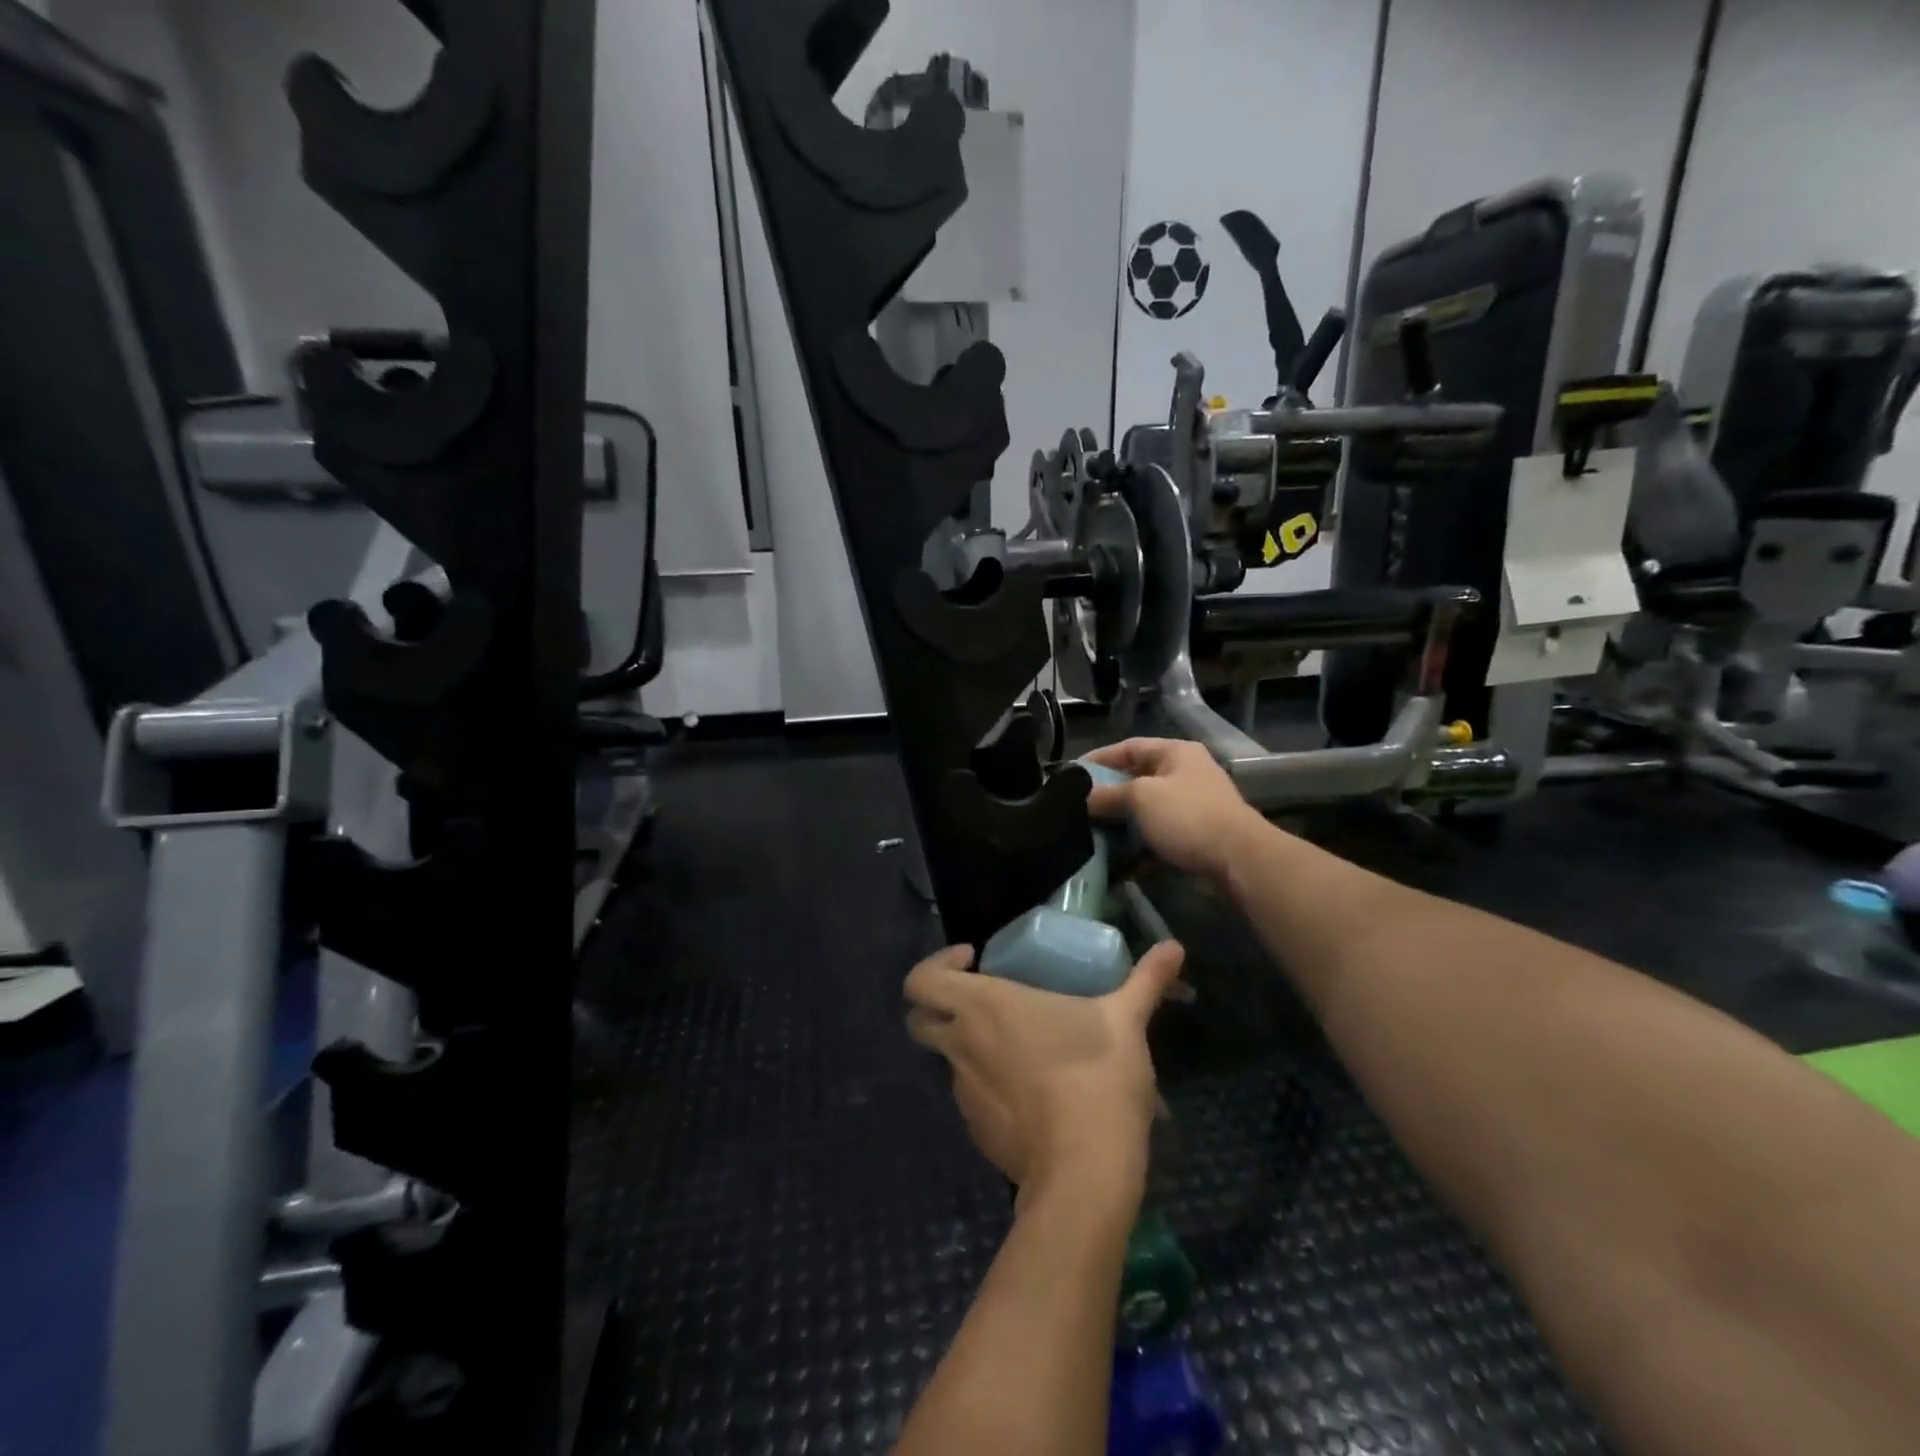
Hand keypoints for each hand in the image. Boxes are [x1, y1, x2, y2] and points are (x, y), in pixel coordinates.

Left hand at [904, 942, 1186, 1199]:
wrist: (1085, 1173)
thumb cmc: (1097, 1078)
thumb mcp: (1126, 1021)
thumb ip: (1146, 980)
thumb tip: (1175, 946)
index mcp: (982, 1006)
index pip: (920, 980)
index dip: (936, 964)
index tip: (974, 960)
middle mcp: (961, 1044)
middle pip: (920, 1018)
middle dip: (940, 1004)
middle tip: (984, 999)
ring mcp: (963, 1091)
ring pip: (945, 1057)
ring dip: (968, 1044)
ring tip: (1019, 1045)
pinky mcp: (975, 1129)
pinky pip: (970, 1093)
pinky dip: (987, 1083)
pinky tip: (1031, 1089)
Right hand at [1084, 738, 1266, 884]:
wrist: (1238, 861)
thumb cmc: (1188, 816)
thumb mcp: (1141, 797)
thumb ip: (1108, 795)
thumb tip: (1081, 797)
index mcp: (1175, 754)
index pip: (1129, 747)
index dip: (1099, 758)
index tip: (1071, 774)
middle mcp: (1183, 776)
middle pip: (1135, 781)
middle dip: (1107, 797)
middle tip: (1077, 809)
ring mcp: (1189, 809)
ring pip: (1144, 814)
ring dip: (1120, 827)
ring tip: (1090, 837)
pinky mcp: (1191, 839)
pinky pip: (1155, 841)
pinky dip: (1136, 851)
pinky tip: (1114, 866)